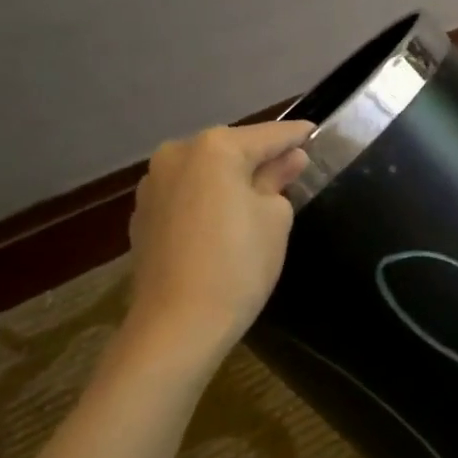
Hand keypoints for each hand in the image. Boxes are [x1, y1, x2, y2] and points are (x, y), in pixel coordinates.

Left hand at [123, 121, 313, 357]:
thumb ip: (279, 179)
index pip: (269, 135)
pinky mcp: (142, 215)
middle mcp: (177, 154)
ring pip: (205, 171)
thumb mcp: (274, 218)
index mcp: (214, 147)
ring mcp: (153, 184)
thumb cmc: (239, 264)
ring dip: (231, 178)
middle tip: (291, 169)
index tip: (315, 132)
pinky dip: (207, 199)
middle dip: (260, 157)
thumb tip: (288, 160)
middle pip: (231, 149)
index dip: (296, 135)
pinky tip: (223, 220)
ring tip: (258, 196)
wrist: (177, 325)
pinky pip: (186, 195)